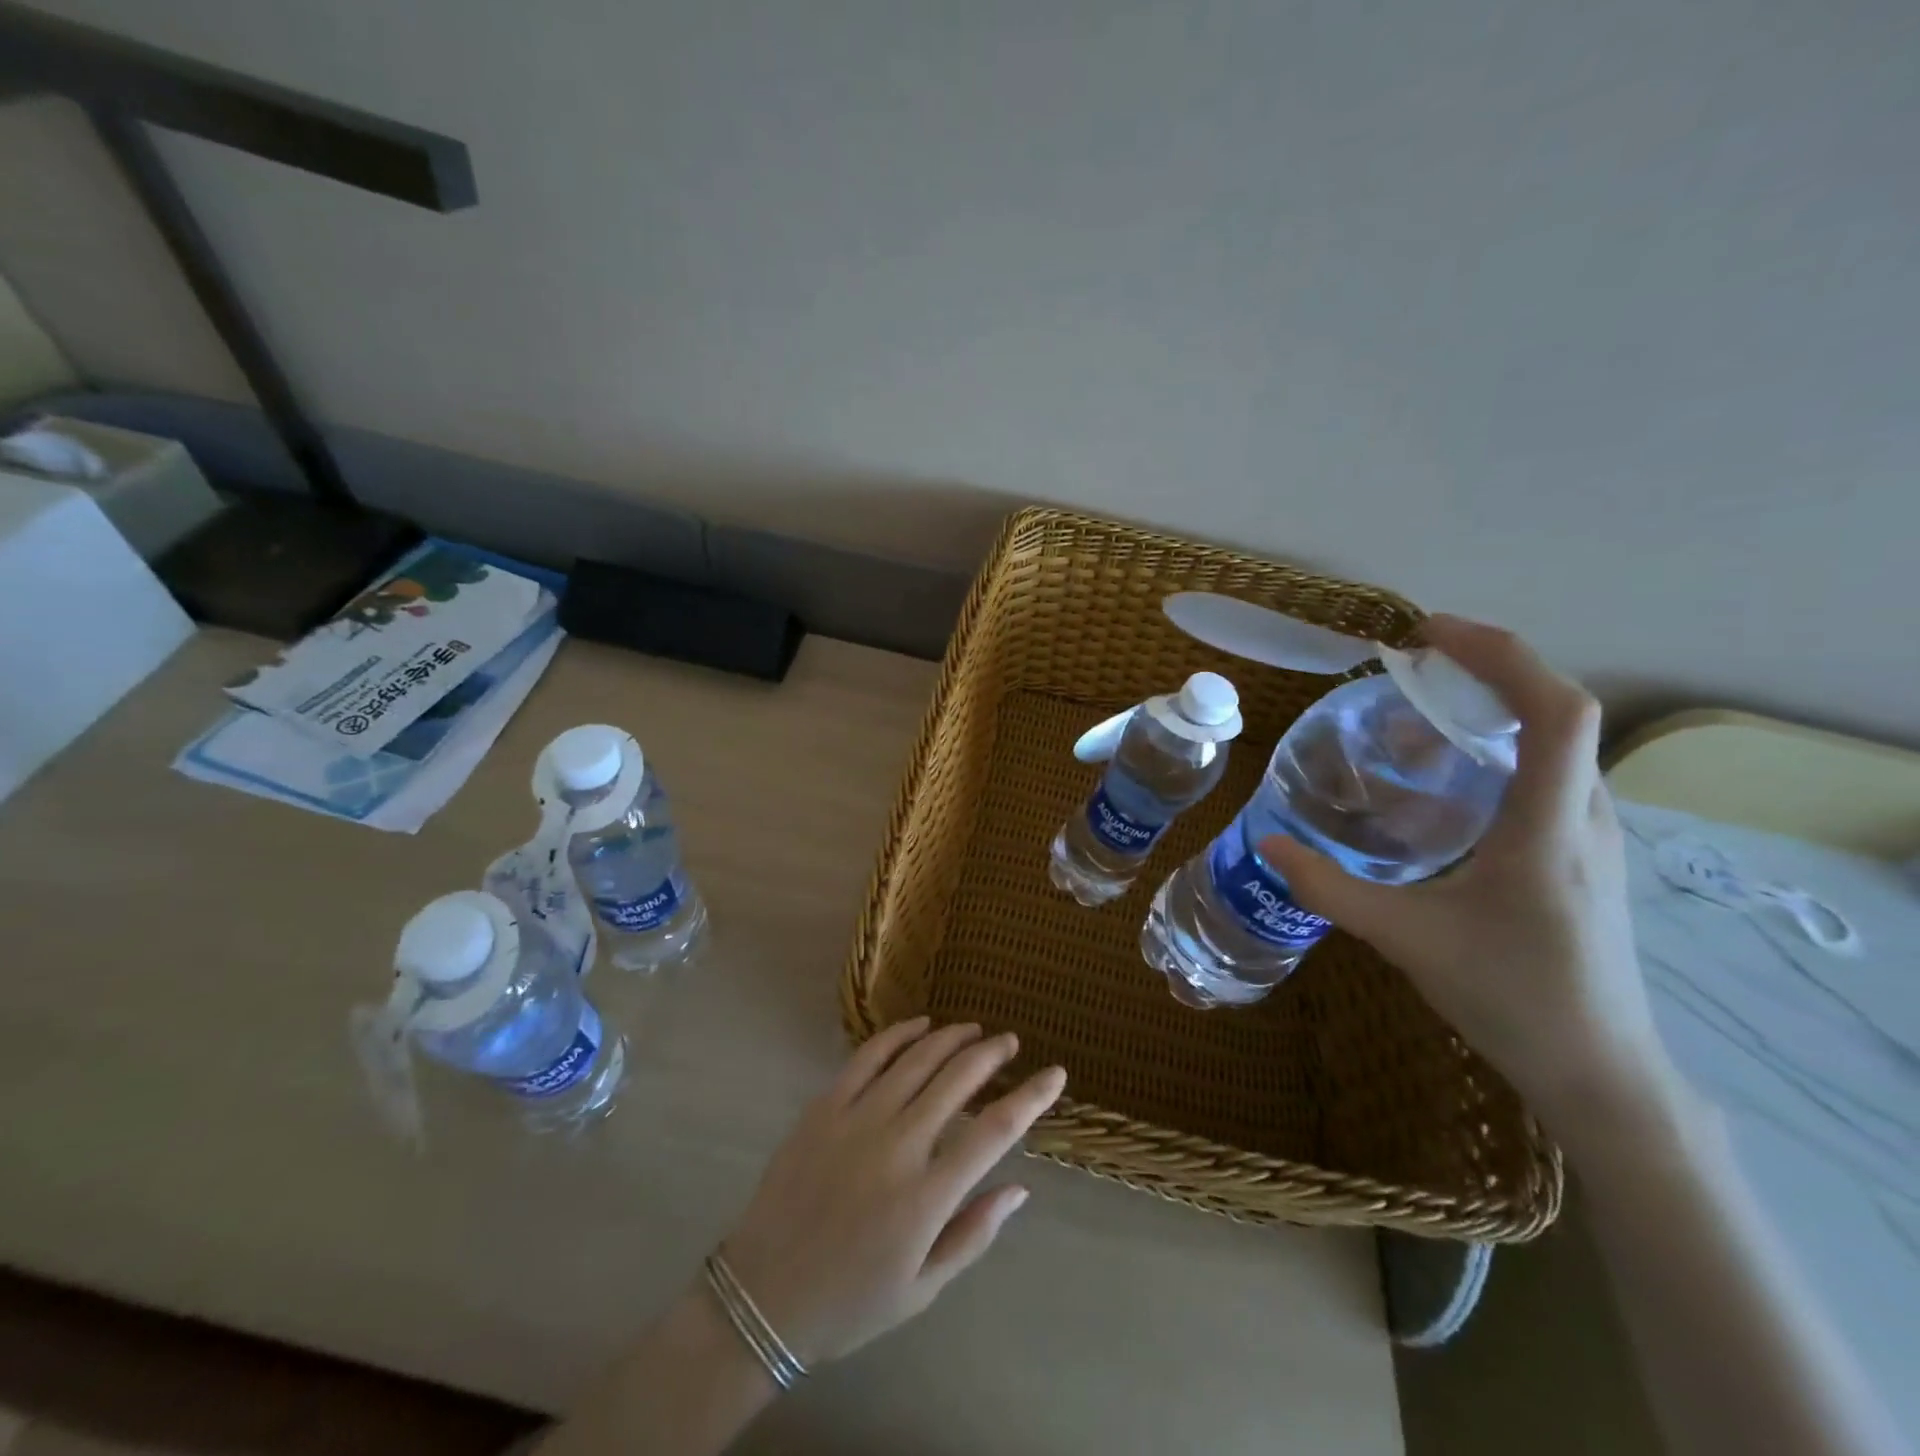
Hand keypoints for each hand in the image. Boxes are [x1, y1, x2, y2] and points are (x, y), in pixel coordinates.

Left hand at [718, 1018, 1066, 1367]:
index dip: (1030, 1098)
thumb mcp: (922, 1288)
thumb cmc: (851, 1301)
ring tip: (974, 1030)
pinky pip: (867, 1058)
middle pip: (958, 1080)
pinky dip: (899, 1035)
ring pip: (917, 1060)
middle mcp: (898, 1146)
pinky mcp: (824, 1107)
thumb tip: (1019, 1188)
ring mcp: (857, 1120)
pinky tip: (920, 1027)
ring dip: (952, 1038)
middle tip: (1010, 1042)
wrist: (763, 1295)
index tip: (1055, 1074)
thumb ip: (973, 1233)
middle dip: (992, 1054)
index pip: (994, 1132)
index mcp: (927, 1196)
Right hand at [1260, 615, 1669, 1128]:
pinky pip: (1547, 773)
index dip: (1500, 656)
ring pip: (1555, 742)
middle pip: (1558, 711)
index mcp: (1550, 826)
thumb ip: (1331, 889)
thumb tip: (1269, 845)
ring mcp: (1592, 834)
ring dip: (1493, 708)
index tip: (1430, 636)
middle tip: (1412, 666)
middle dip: (1487, 670)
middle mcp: (1584, 815)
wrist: (1599, 1070)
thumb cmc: (1510, 997)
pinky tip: (1445, 778)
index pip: (1555, 710)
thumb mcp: (1405, 939)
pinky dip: (1498, 747)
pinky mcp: (1582, 853)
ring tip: (1417, 716)